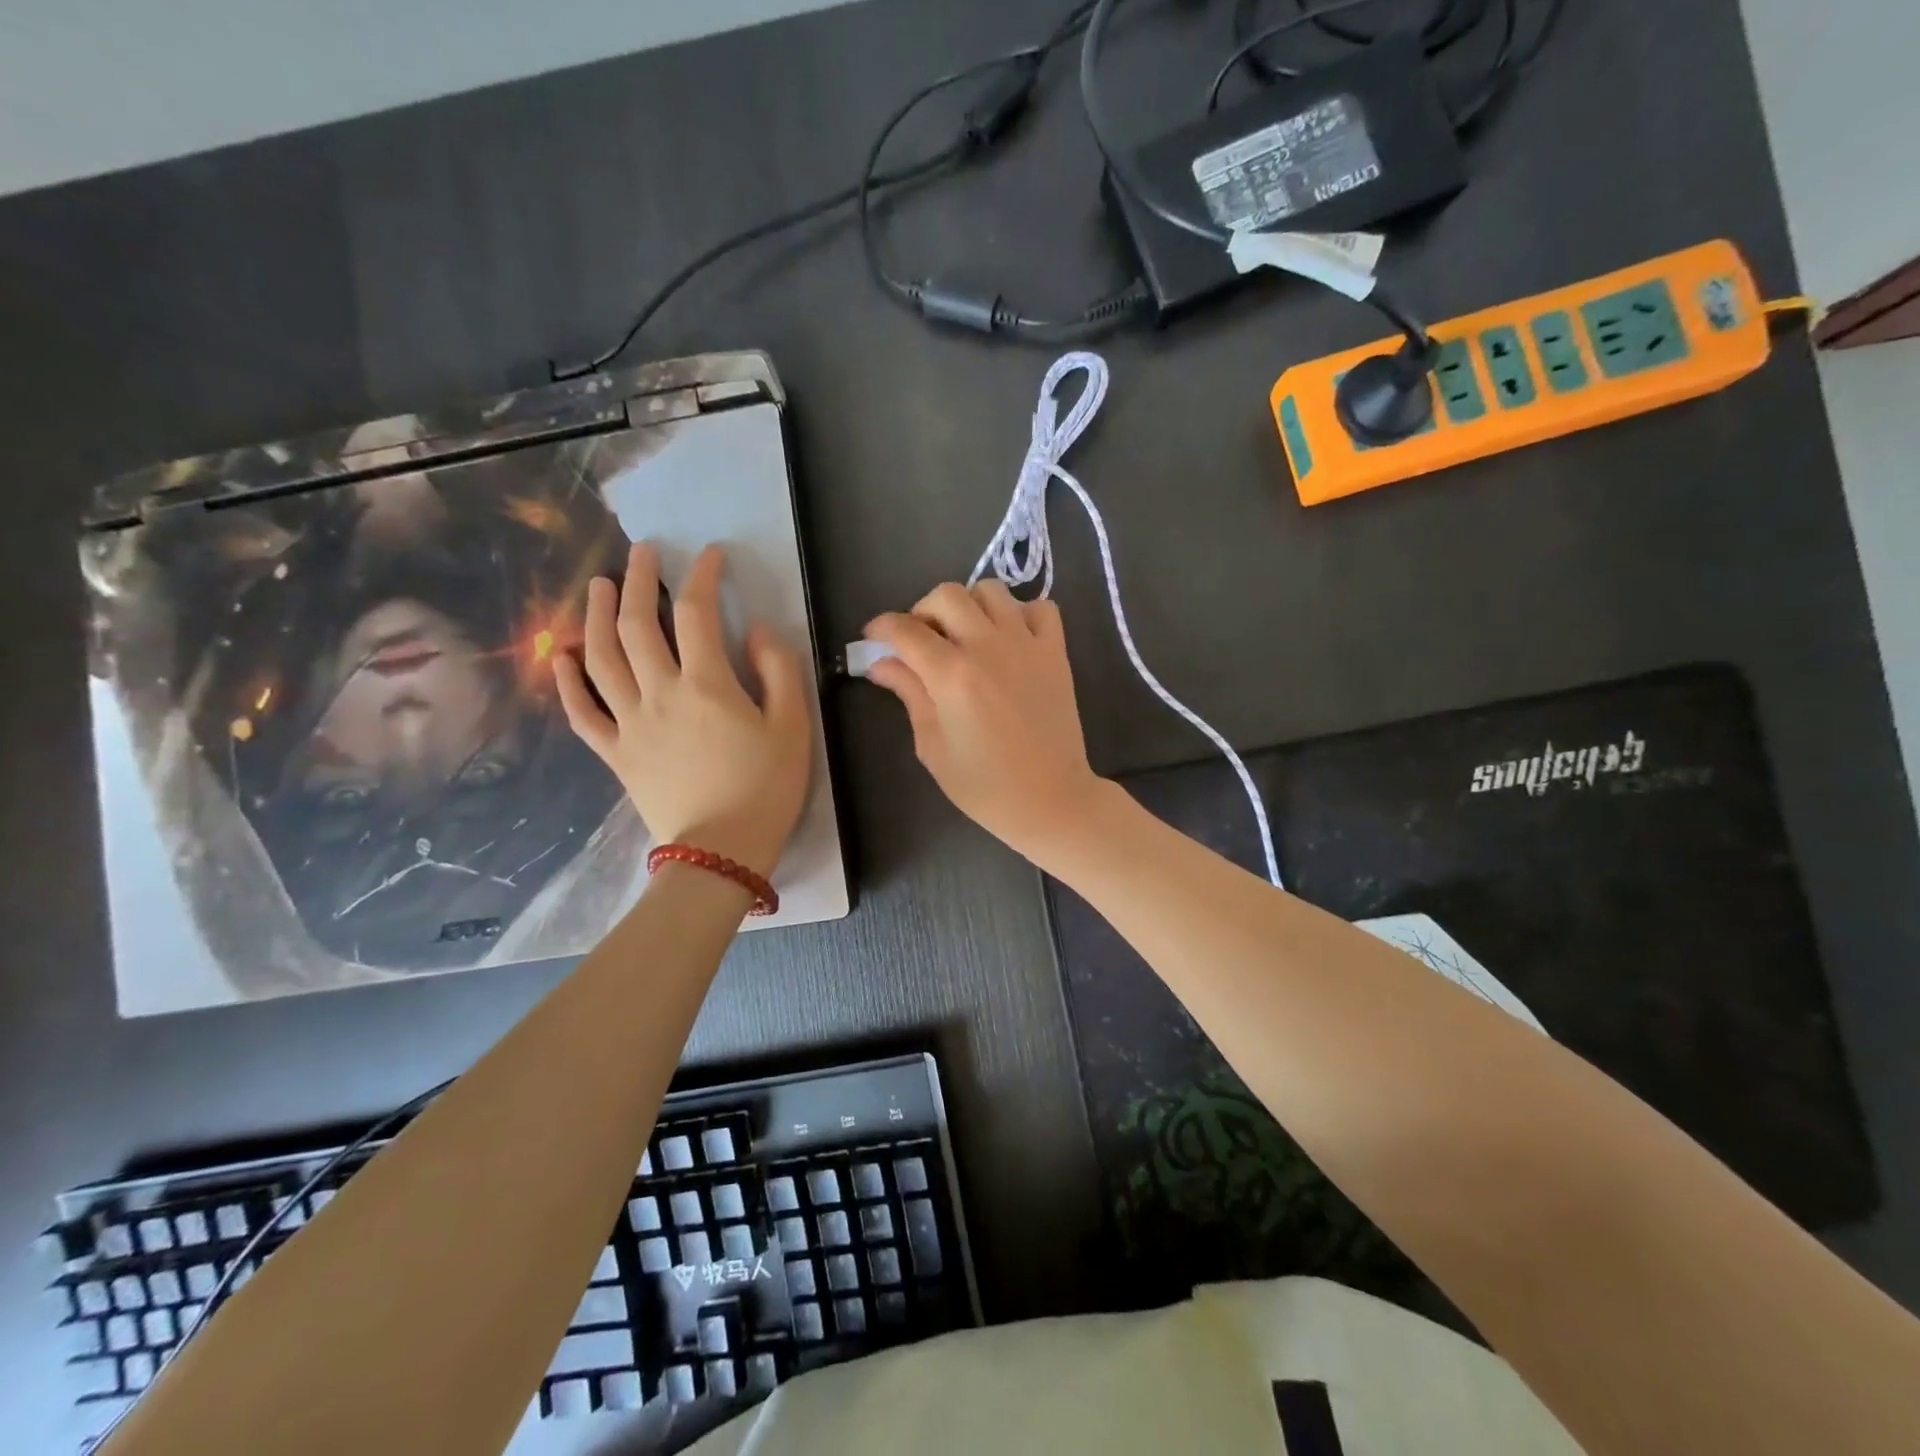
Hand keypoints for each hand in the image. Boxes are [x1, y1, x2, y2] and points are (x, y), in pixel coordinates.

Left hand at [555, 542, 811, 877]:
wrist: (723, 851)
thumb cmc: (767, 788)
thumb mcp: (792, 727)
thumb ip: (779, 671)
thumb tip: (756, 631)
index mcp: (706, 685)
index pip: (697, 613)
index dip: (702, 576)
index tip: (710, 555)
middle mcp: (659, 693)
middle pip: (637, 625)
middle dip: (638, 581)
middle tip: (642, 554)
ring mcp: (629, 723)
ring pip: (601, 658)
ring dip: (596, 616)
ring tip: (598, 587)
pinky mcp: (615, 752)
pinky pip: (582, 713)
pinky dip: (568, 682)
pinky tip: (564, 657)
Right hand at [864, 580, 1106, 866]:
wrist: (1051, 799)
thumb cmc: (984, 785)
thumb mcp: (933, 746)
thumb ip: (909, 695)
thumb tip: (882, 664)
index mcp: (952, 675)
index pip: (906, 630)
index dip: (881, 628)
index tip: (874, 639)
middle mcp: (988, 647)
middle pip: (946, 595)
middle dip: (923, 610)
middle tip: (921, 640)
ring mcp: (1027, 644)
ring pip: (991, 591)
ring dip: (969, 605)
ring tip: (965, 635)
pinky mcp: (1056, 651)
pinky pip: (1040, 607)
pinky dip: (1020, 613)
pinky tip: (1010, 639)